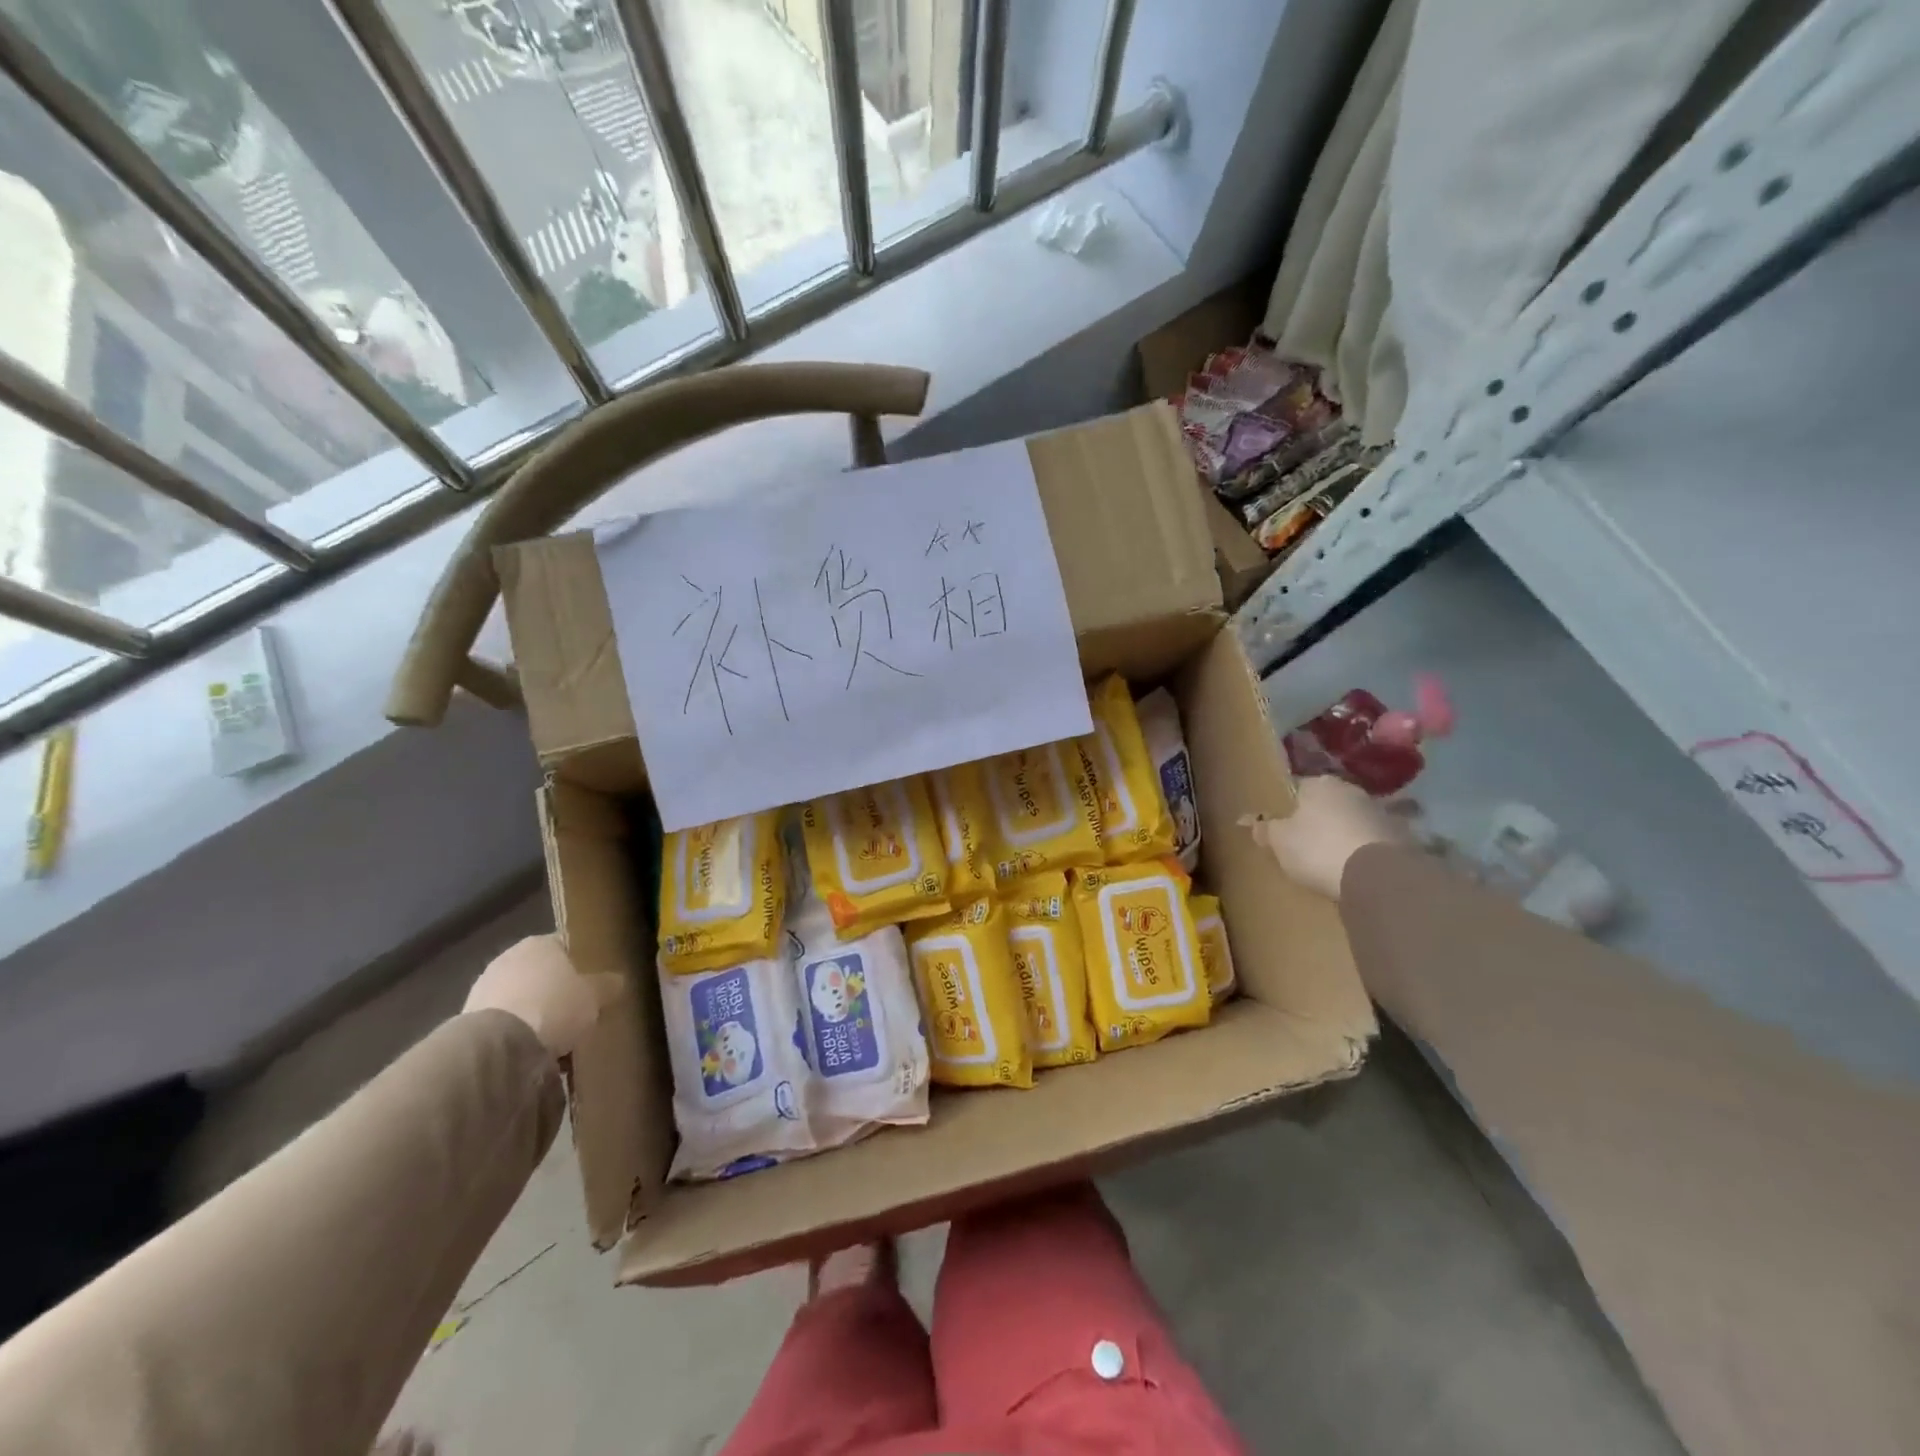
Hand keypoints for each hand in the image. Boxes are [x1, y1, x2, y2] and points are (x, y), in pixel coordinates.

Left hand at [463, 935, 619, 1056]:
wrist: (498, 1046)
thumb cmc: (555, 1007)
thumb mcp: (595, 996)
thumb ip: (607, 985)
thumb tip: (617, 981)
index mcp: (540, 943)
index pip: (565, 945)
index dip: (581, 964)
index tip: (593, 983)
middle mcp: (509, 958)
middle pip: (541, 973)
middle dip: (556, 992)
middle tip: (577, 1012)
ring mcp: (484, 987)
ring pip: (521, 999)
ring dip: (535, 1015)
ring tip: (555, 1040)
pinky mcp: (468, 1019)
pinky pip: (504, 1024)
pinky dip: (516, 1035)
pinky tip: (531, 1053)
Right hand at [1252, 775, 1404, 900]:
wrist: (1377, 874)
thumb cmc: (1317, 849)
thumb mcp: (1280, 841)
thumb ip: (1264, 829)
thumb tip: (1247, 820)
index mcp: (1319, 784)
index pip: (1298, 788)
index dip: (1290, 808)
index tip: (1285, 828)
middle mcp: (1351, 790)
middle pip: (1329, 803)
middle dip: (1319, 819)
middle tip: (1307, 844)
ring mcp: (1380, 811)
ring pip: (1354, 819)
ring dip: (1345, 833)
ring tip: (1334, 859)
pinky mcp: (1402, 835)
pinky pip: (1374, 839)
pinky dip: (1365, 849)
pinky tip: (1357, 868)